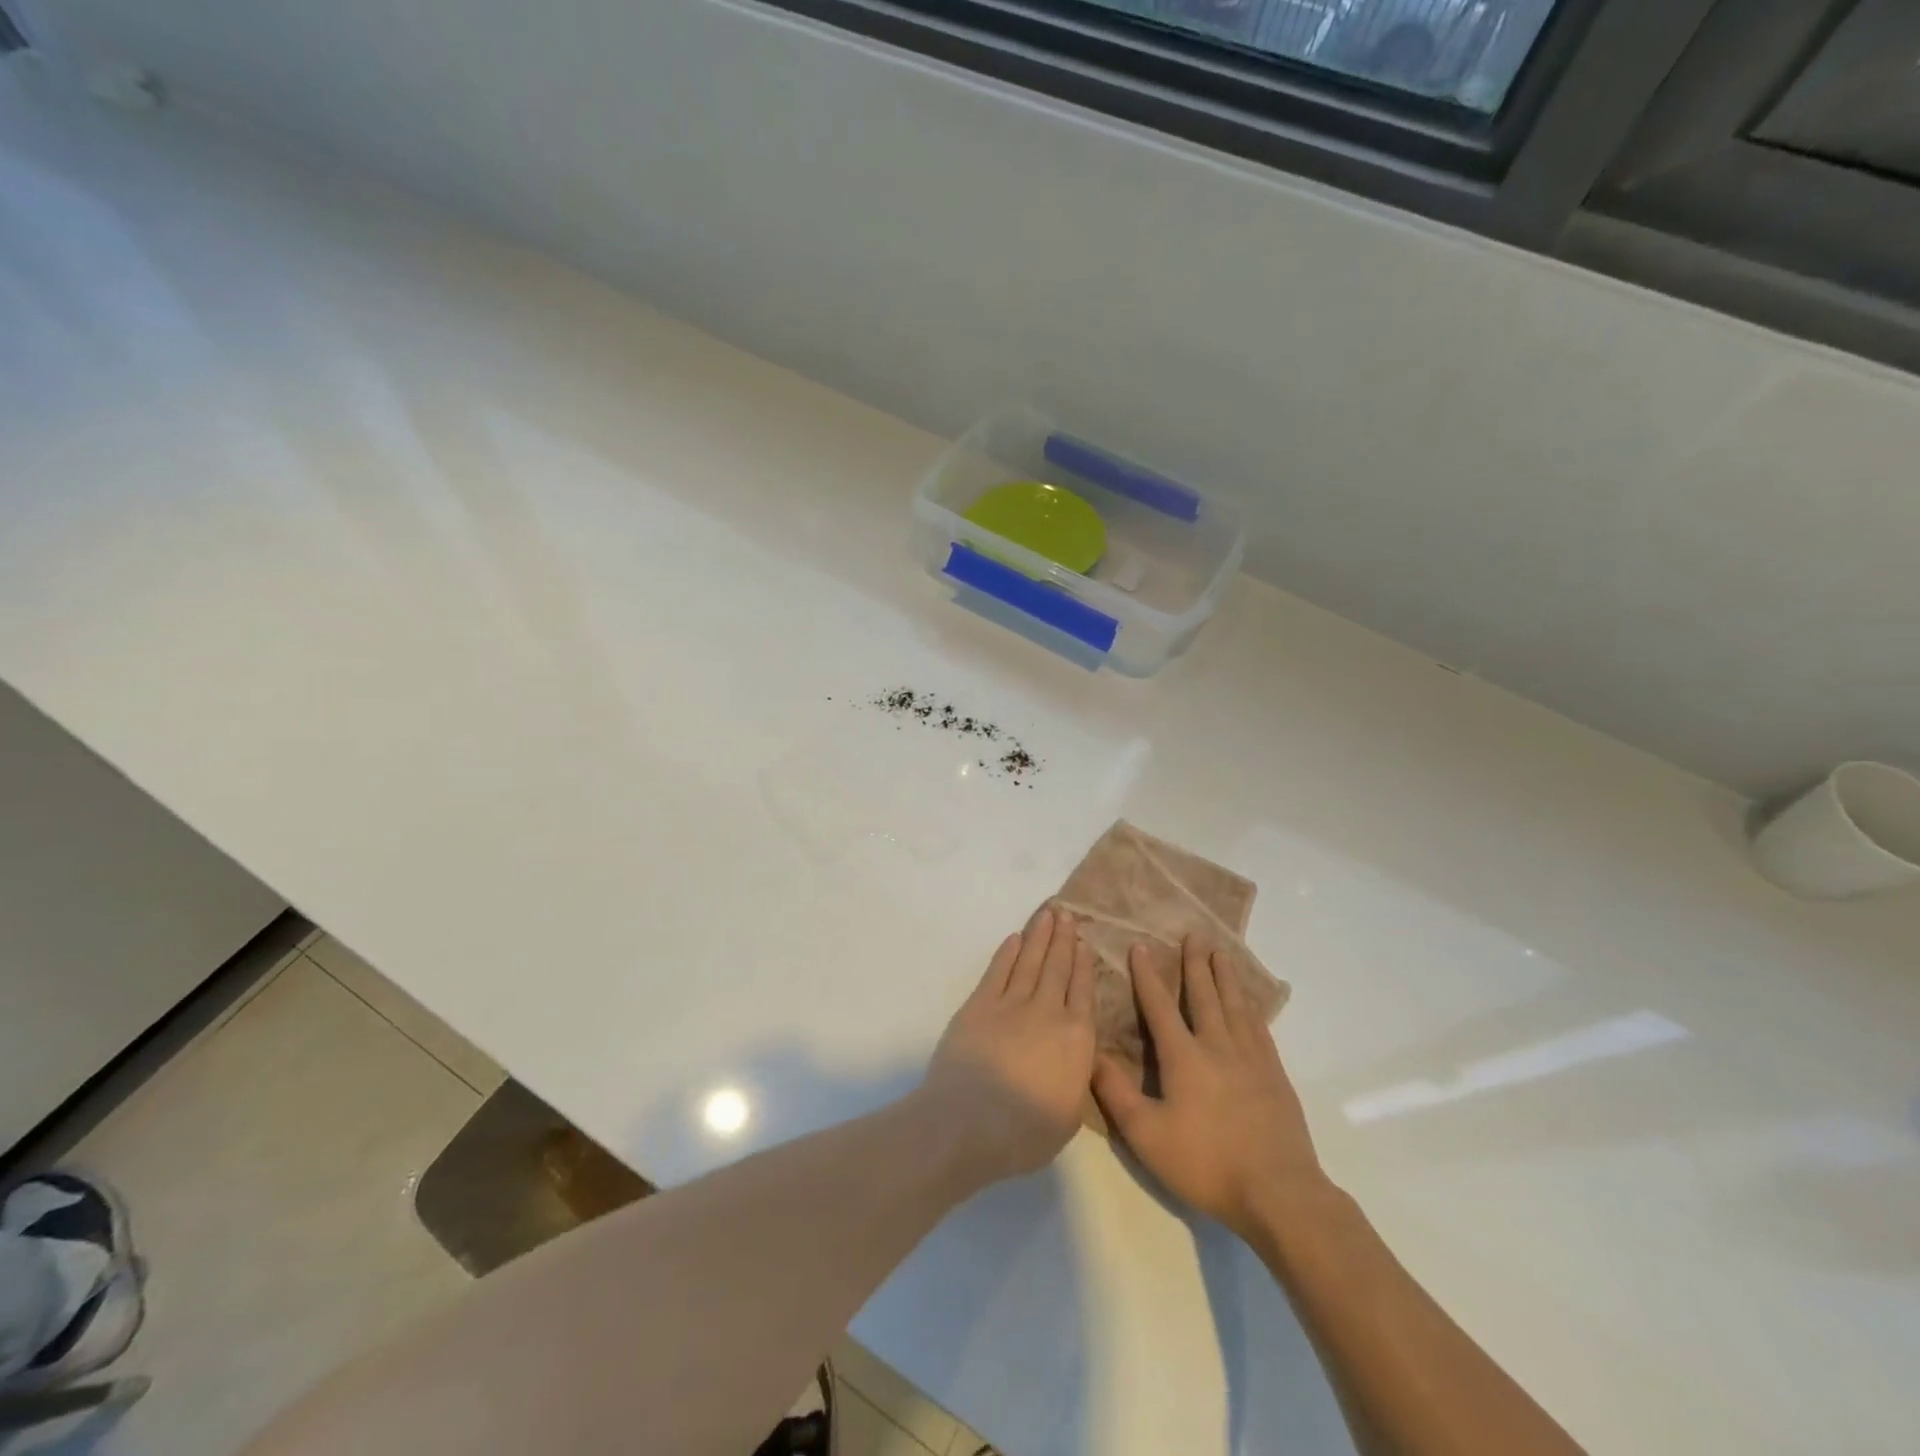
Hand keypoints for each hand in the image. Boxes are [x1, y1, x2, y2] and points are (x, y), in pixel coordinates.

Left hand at [922, 907, 1096, 1184]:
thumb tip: (1076, 1060)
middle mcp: (1048, 1012)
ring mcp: (1011, 1004)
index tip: (1085, 944)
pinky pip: (998, 971)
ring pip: (1030, 962)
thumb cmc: (1024, 1132)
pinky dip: (1007, 953)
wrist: (969, 1122)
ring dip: (1040, 937)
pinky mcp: (979, 1005)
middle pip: (1058, 968)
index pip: (1084, 993)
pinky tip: (1015, 938)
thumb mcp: (1069, 1116)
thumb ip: (1076, 1079)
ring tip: (1048, 915)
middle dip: (1064, 940)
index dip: (1084, 966)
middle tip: (1067, 914)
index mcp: (1076, 1040)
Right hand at [1092, 935, 1328, 1242]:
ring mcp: (1251, 1059)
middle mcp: (1217, 1046)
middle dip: (1195, 964)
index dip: (1148, 976)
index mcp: (1184, 1056)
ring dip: (1225, 976)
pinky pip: (1260, 1028)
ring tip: (1221, 953)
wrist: (1279, 1193)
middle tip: (1194, 934)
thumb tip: (1092, 1054)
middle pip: (1205, 995)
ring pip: (1235, 1005)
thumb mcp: (1147, 1135)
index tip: (1140, 946)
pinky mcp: (1275, 1075)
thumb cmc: (1206, 1163)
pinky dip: (1251, 1008)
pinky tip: (1250, 1004)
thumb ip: (1116, 1093)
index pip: (1160, 1006)